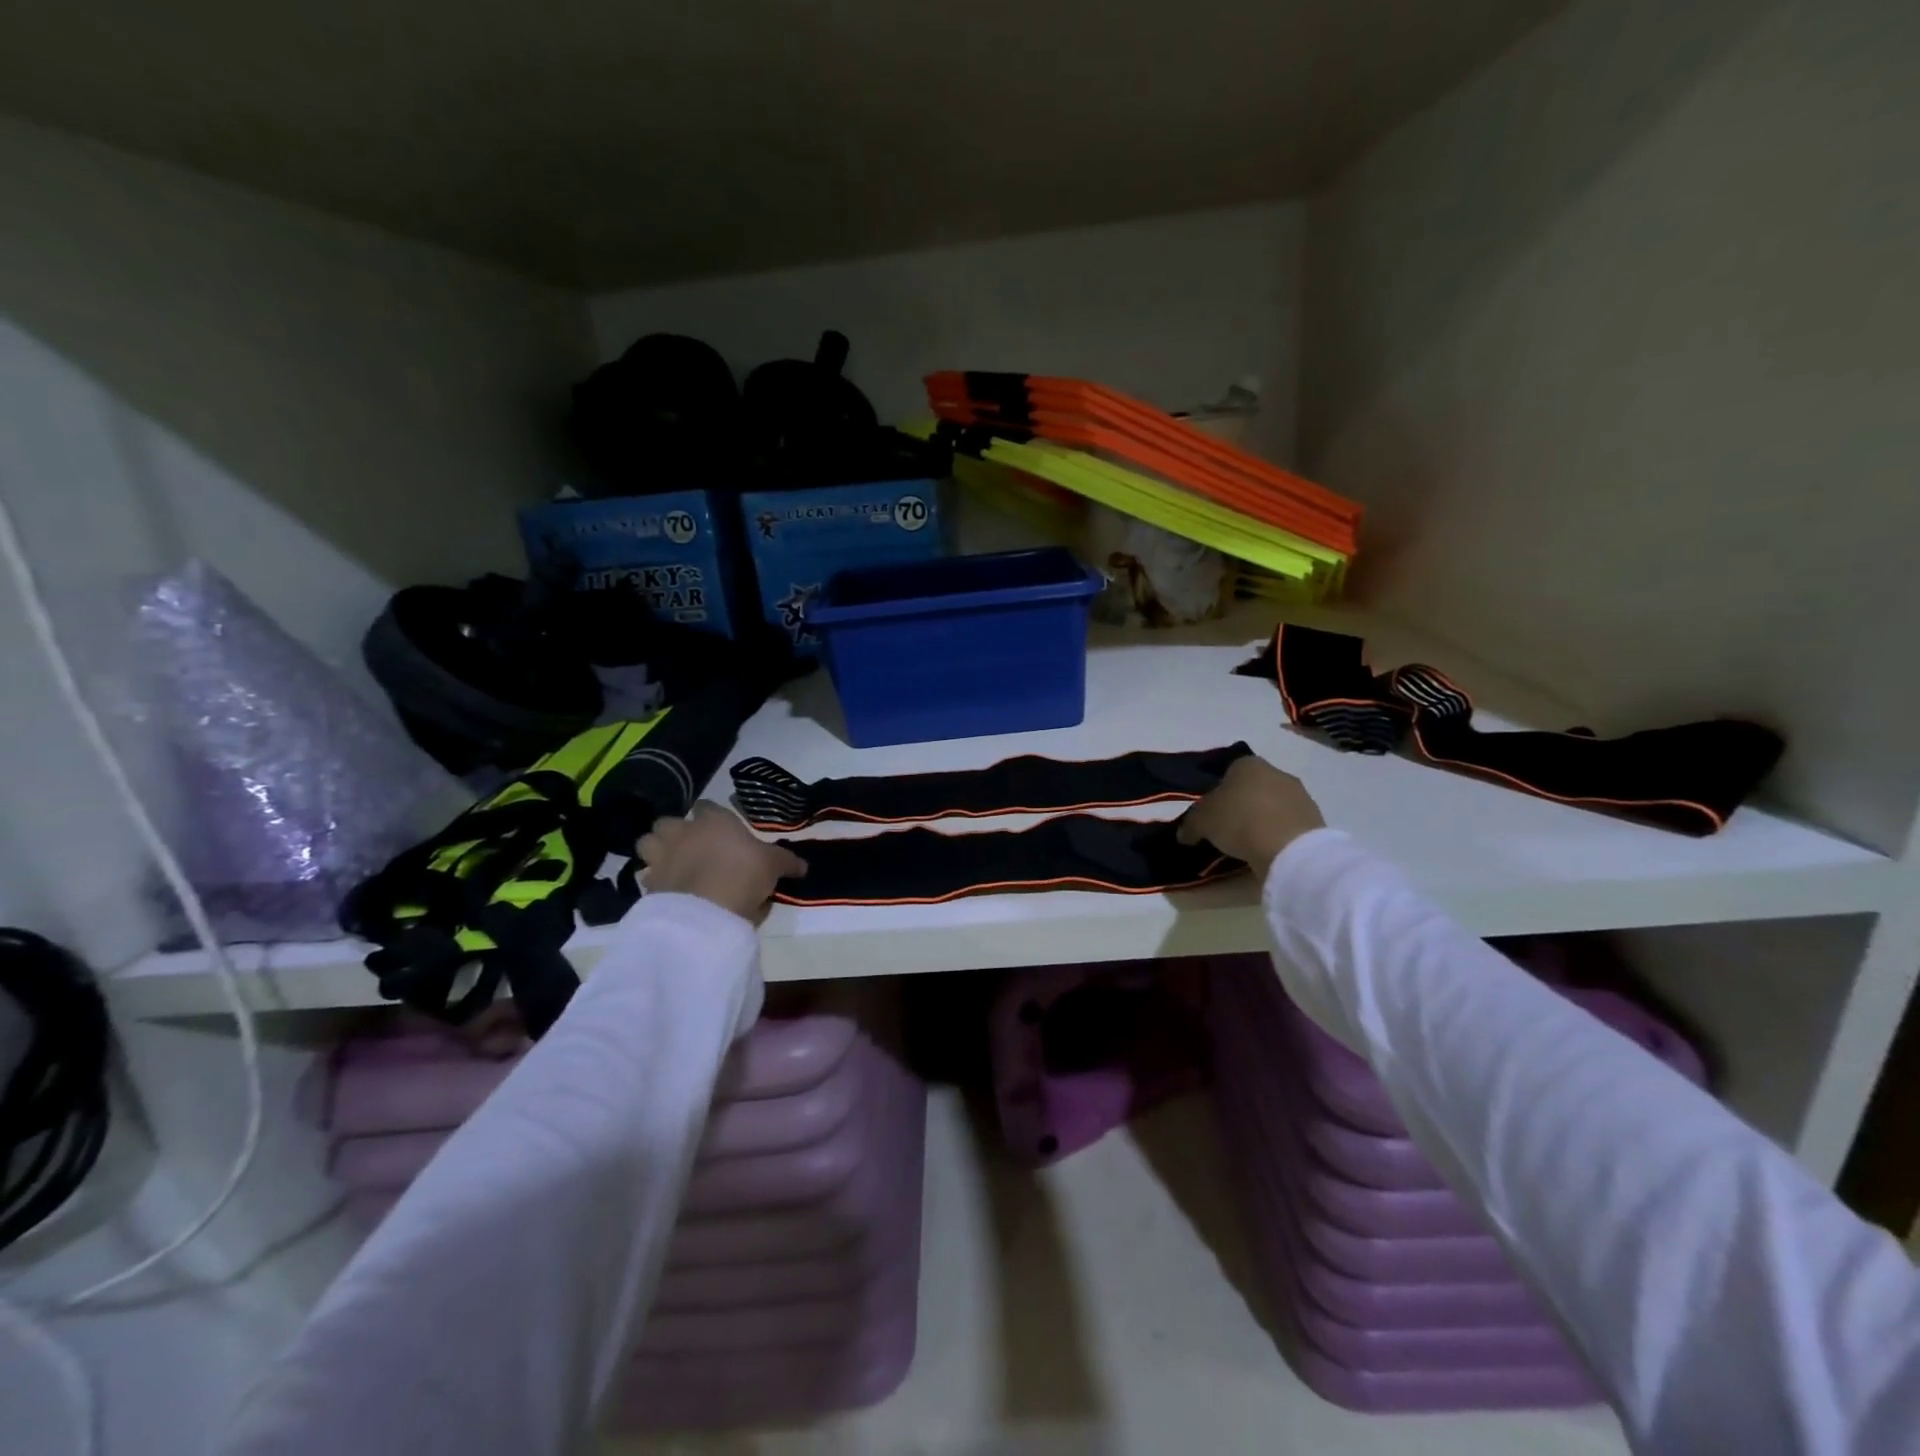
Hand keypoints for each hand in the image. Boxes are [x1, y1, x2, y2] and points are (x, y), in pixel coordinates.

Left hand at [638, 801, 807, 923]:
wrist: (706, 911)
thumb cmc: (744, 874)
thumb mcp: (773, 866)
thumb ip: (786, 862)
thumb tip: (804, 866)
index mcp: (713, 820)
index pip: (706, 806)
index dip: (710, 816)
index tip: (719, 828)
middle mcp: (682, 832)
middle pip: (667, 822)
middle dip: (673, 832)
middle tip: (690, 847)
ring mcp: (661, 856)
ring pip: (647, 844)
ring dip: (656, 851)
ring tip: (671, 865)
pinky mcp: (648, 883)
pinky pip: (646, 875)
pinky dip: (654, 880)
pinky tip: (668, 890)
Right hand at [1176, 755, 1325, 875]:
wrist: (1289, 848)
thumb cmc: (1238, 820)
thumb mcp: (1201, 821)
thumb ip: (1190, 824)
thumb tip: (1185, 834)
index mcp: (1247, 763)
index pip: (1228, 770)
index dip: (1216, 791)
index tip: (1210, 812)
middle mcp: (1276, 771)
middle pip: (1252, 787)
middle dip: (1240, 804)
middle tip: (1225, 828)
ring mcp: (1299, 795)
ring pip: (1271, 805)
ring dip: (1260, 820)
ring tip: (1246, 844)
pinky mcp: (1314, 819)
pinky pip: (1287, 824)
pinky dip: (1276, 834)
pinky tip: (1266, 850)